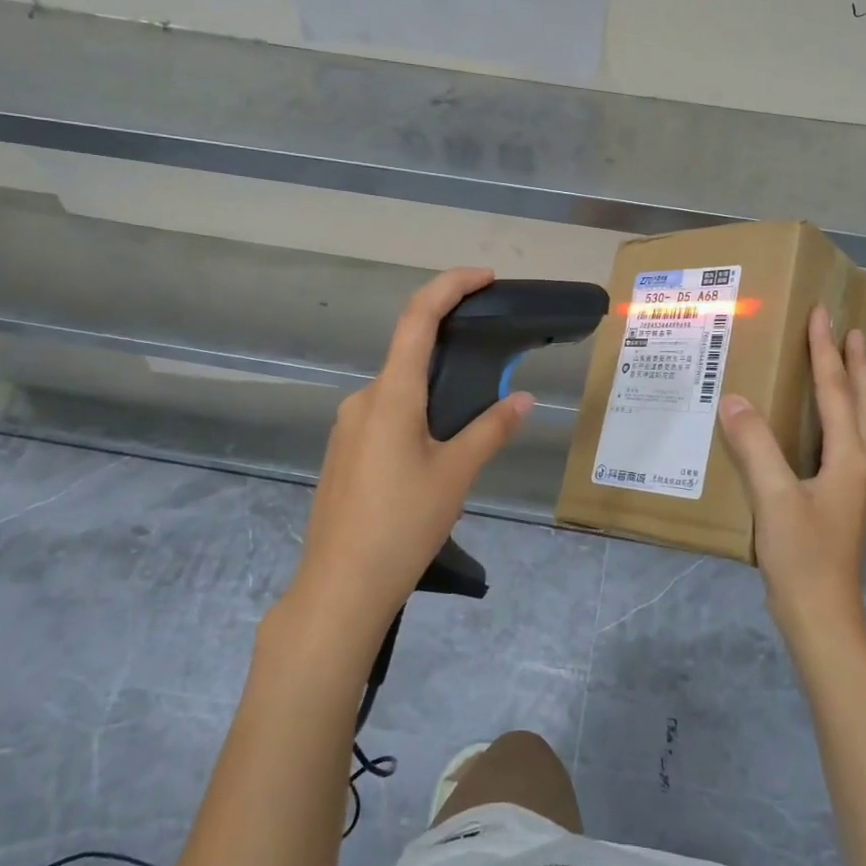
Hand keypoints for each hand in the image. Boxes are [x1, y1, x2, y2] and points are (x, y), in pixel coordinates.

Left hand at [286, 267, 533, 638]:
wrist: (339, 588)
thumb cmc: (401, 525)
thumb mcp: (455, 475)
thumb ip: (491, 430)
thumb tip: (525, 399)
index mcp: (391, 396)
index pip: (418, 319)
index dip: (450, 286)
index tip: (485, 277)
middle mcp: (363, 400)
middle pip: (408, 354)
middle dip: (450, 348)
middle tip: (494, 365)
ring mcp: (347, 427)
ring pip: (398, 389)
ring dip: (434, 389)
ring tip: (472, 422)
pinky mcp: (343, 452)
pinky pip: (385, 415)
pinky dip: (416, 413)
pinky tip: (435, 452)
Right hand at [716, 306, 865, 641]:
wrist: (823, 618)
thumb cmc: (801, 557)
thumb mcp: (773, 499)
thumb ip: (755, 447)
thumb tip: (734, 399)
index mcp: (849, 458)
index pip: (837, 391)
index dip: (827, 351)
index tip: (822, 314)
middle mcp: (862, 466)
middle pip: (864, 403)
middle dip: (856, 363)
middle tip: (851, 329)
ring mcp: (860, 488)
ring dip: (859, 390)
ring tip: (852, 366)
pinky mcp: (849, 505)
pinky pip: (856, 446)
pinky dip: (852, 421)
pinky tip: (838, 431)